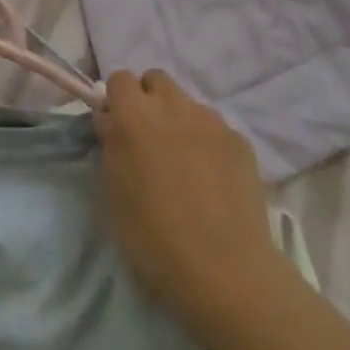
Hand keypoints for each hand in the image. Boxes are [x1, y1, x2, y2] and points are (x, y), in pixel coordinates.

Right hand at [96, 70, 279, 345]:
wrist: (224, 271)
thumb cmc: (153, 236)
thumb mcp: (113, 192)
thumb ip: (110, 145)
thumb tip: (112, 122)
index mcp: (133, 115)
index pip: (120, 79)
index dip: (118, 100)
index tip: (118, 127)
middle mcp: (172, 105)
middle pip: (156, 80)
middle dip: (150, 100)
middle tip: (150, 139)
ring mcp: (210, 120)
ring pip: (188, 103)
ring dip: (180, 120)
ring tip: (185, 162)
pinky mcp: (240, 140)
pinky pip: (216, 128)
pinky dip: (209, 143)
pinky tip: (213, 179)